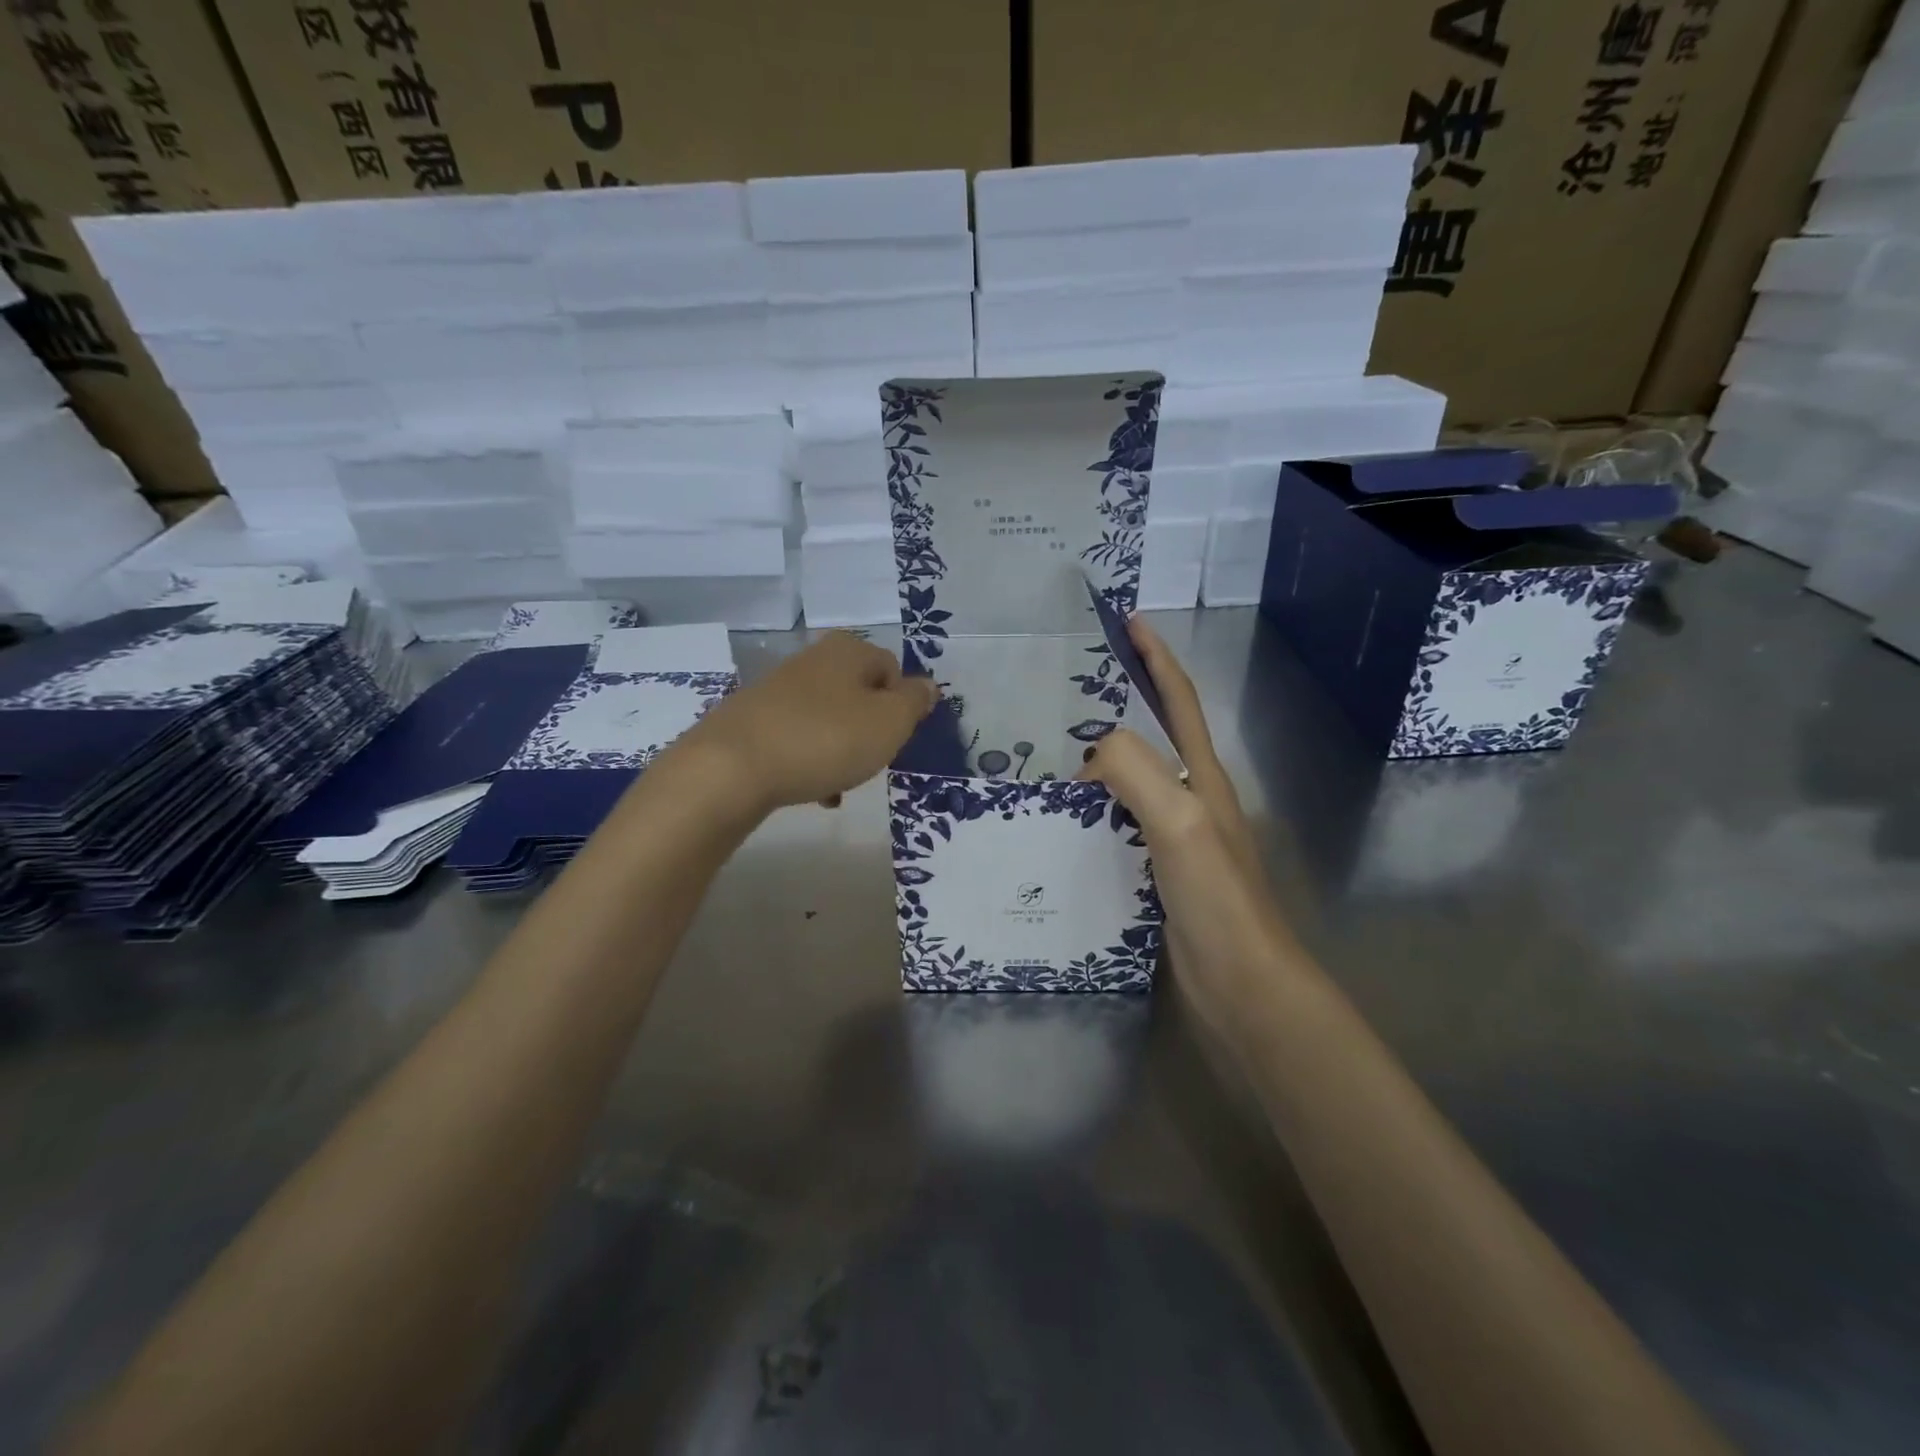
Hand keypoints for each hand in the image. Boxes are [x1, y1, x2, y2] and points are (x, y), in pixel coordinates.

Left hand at [687, 631, 937, 812]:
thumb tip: (927, 685)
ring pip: (830, 720)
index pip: (893, 670)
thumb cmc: (826, 739)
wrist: (733, 767)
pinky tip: (810, 791)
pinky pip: (798, 738)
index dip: (901, 707)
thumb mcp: (890, 722)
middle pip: (860, 696)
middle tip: (869, 761)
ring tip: (838, 786)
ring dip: (842, 751)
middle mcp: (813, 659)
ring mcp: (778, 689)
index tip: (893, 739)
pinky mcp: (753, 719)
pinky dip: (810, 761)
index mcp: (849, 650)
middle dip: (870, 732)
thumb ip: (915, 702)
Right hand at [1080, 617, 1291, 1031]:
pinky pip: (1116, 826)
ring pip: (1131, 783)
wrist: (1243, 986)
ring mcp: (1174, 838)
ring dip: (1098, 763)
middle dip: (1119, 704)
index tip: (1128, 622)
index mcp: (1202, 777)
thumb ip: (1137, 771)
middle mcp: (1191, 799)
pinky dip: (1090, 812)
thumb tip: (1090, 756)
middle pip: (1153, 736)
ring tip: (1048, 755)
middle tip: (1066, 693)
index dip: (1155, 658)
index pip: (1177, 700)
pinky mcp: (1156, 873)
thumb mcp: (1180, 820)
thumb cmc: (1218, 899)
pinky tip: (1060, 822)